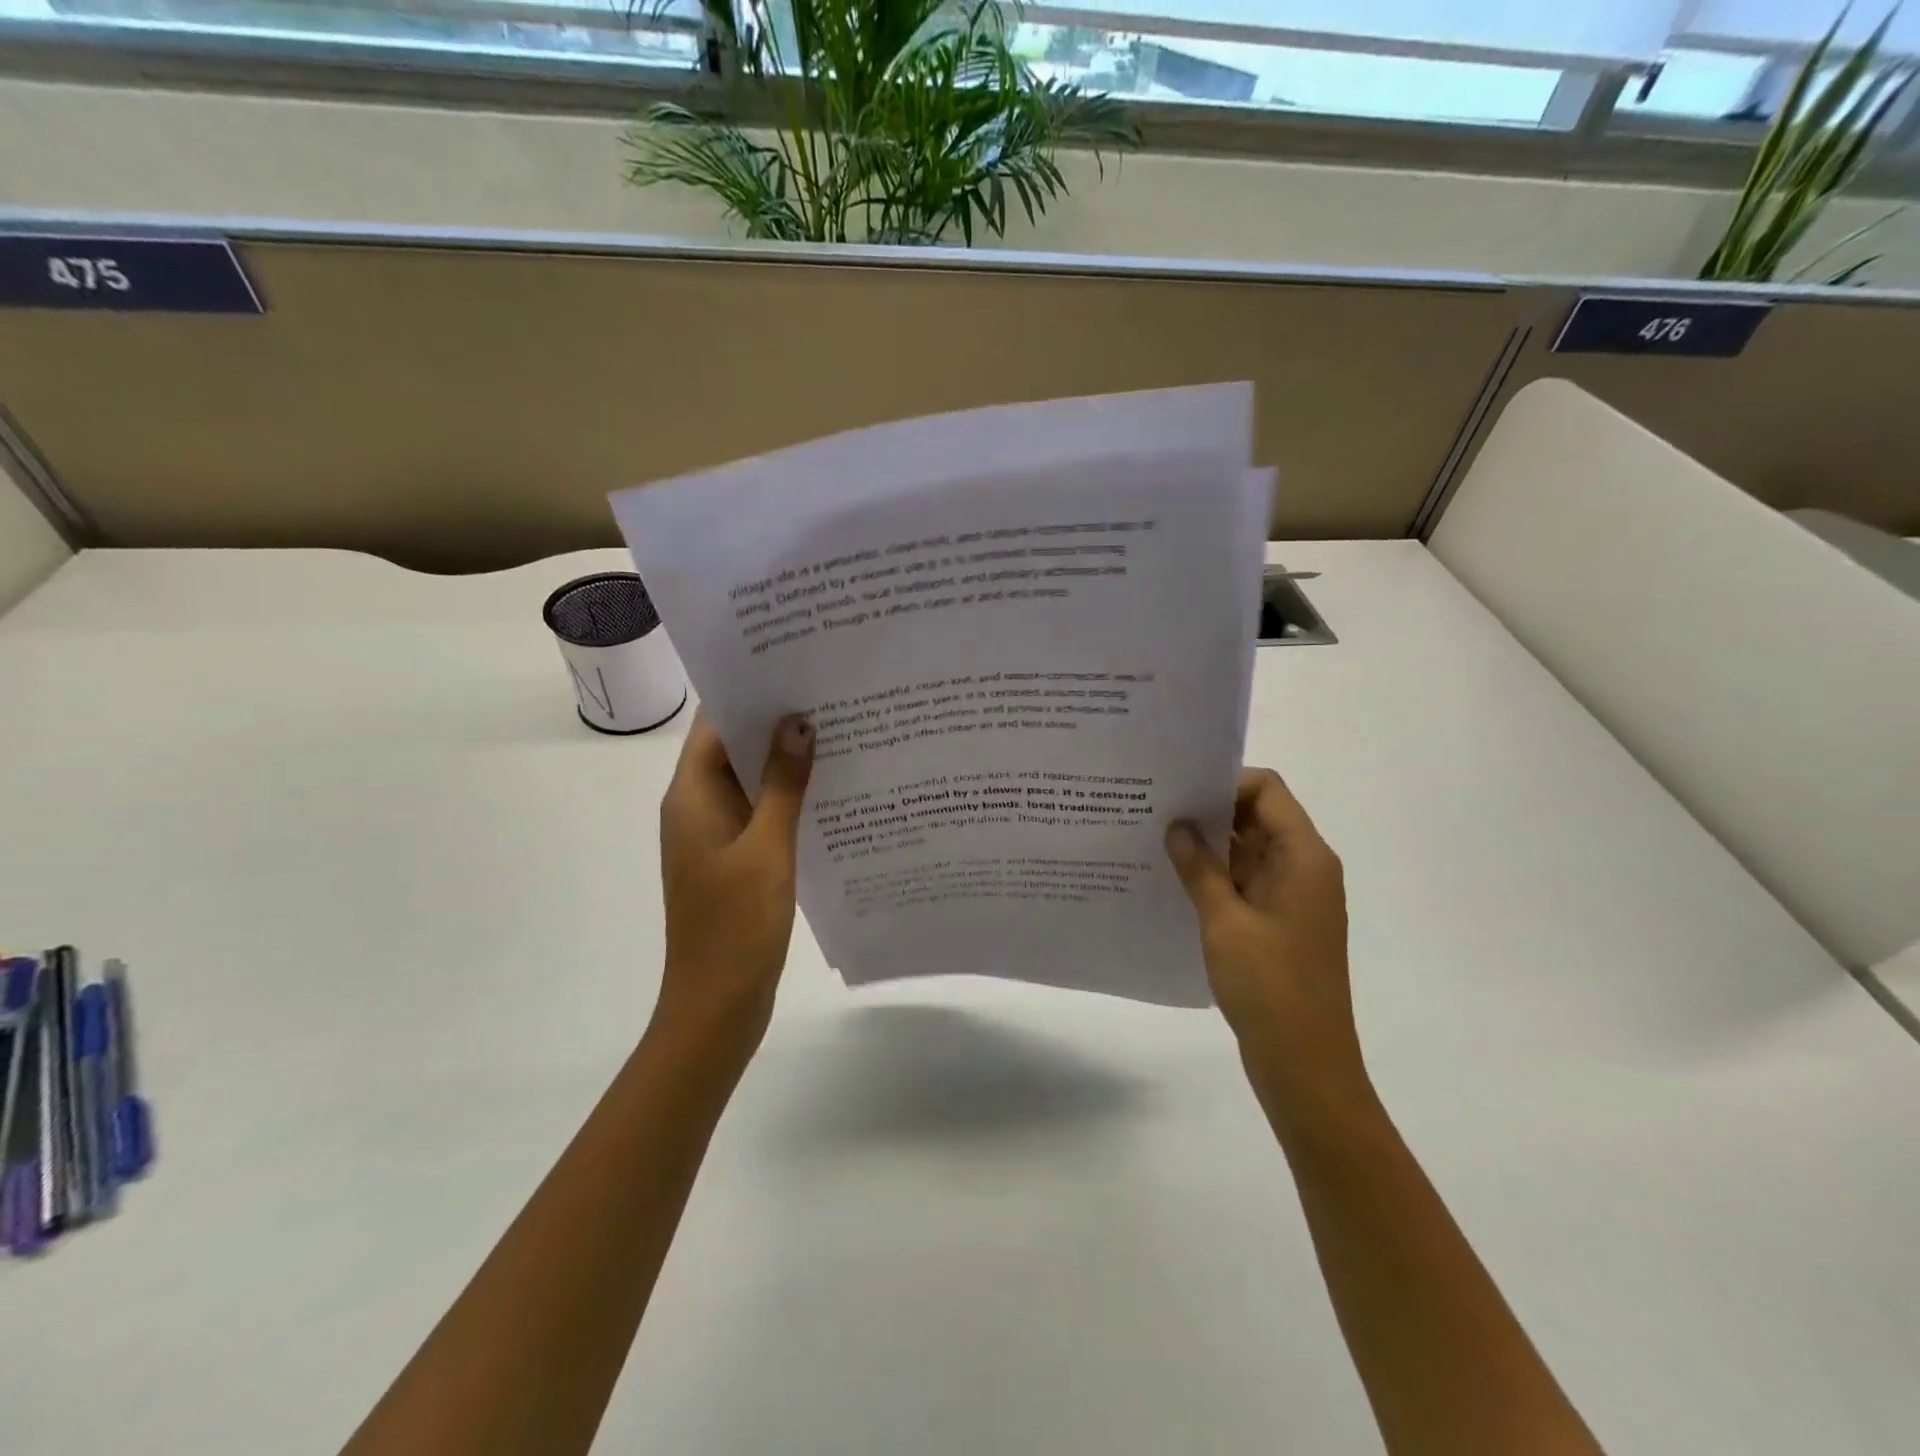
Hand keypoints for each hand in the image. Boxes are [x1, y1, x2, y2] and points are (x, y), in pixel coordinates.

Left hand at [656, 709, 814, 1045]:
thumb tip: (798, 722)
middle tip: (832, 695)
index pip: (715, 725)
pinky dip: (790, 798)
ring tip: (841, 732)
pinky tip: (832, 791)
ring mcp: (716, 836)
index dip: (750, 693)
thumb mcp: (767, 848)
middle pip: (734, 749)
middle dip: (777, 723)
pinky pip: (762, 814)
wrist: (716, 1005)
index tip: (796, 667)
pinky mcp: (736, 860)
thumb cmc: (735, 925)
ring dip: (786, 761)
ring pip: (752, 782)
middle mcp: (698, 807)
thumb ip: (783, 784)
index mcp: (691, 796)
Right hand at [1165, 768, 1366, 1120]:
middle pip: (1258, 816)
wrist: (1305, 1065)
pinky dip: (1215, 875)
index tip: (1177, 790)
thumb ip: (1199, 868)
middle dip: (1209, 811)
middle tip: (1155, 810)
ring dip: (1209, 845)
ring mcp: (1293, 898)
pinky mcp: (1279, 923)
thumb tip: (1176, 825)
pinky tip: (1174, 880)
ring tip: (1155, 840)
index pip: (1267, 791)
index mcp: (1304, 857)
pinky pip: (1246, 882)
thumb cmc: (1270, 987)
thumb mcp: (1225, 921)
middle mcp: (1305, 868)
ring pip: (1249, 850)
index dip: (1224, 783)